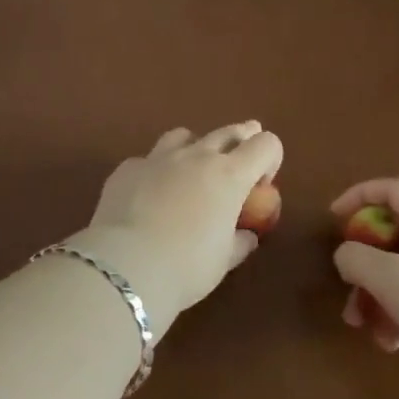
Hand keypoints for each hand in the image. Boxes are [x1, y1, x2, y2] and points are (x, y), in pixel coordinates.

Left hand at [69, 122, 282, 326]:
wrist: (126, 265)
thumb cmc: (187, 267)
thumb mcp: (223, 260)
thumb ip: (239, 242)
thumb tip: (245, 236)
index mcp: (229, 175)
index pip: (265, 145)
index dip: (271, 158)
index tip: (262, 183)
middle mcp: (196, 156)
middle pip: (228, 131)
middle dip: (240, 141)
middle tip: (240, 158)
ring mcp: (158, 158)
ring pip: (183, 136)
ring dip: (195, 147)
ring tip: (192, 169)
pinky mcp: (127, 168)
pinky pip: (148, 160)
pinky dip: (156, 171)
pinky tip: (149, 193)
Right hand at [330, 178, 398, 360]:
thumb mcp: (387, 276)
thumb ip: (355, 257)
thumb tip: (346, 256)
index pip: (392, 190)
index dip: (359, 195)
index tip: (334, 218)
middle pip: (391, 236)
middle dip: (361, 261)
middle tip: (346, 282)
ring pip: (398, 274)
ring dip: (373, 295)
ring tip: (361, 325)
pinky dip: (396, 318)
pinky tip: (390, 343)